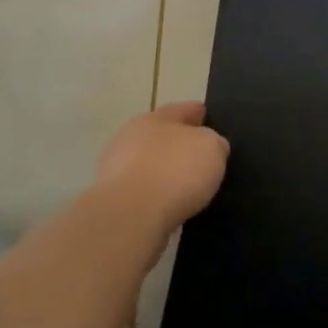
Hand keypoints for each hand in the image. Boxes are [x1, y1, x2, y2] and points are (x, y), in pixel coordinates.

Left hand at [96, 102, 228, 236]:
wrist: (129, 217)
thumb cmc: (175, 172)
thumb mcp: (212, 148)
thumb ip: (214, 142)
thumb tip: (211, 147)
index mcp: (156, 118)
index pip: (184, 110)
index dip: (200, 113)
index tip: (212, 119)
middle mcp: (132, 137)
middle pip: (162, 136)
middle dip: (180, 144)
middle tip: (201, 156)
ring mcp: (117, 169)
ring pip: (149, 164)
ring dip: (165, 172)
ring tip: (187, 187)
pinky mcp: (113, 200)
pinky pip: (142, 192)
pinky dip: (155, 196)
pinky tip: (170, 206)